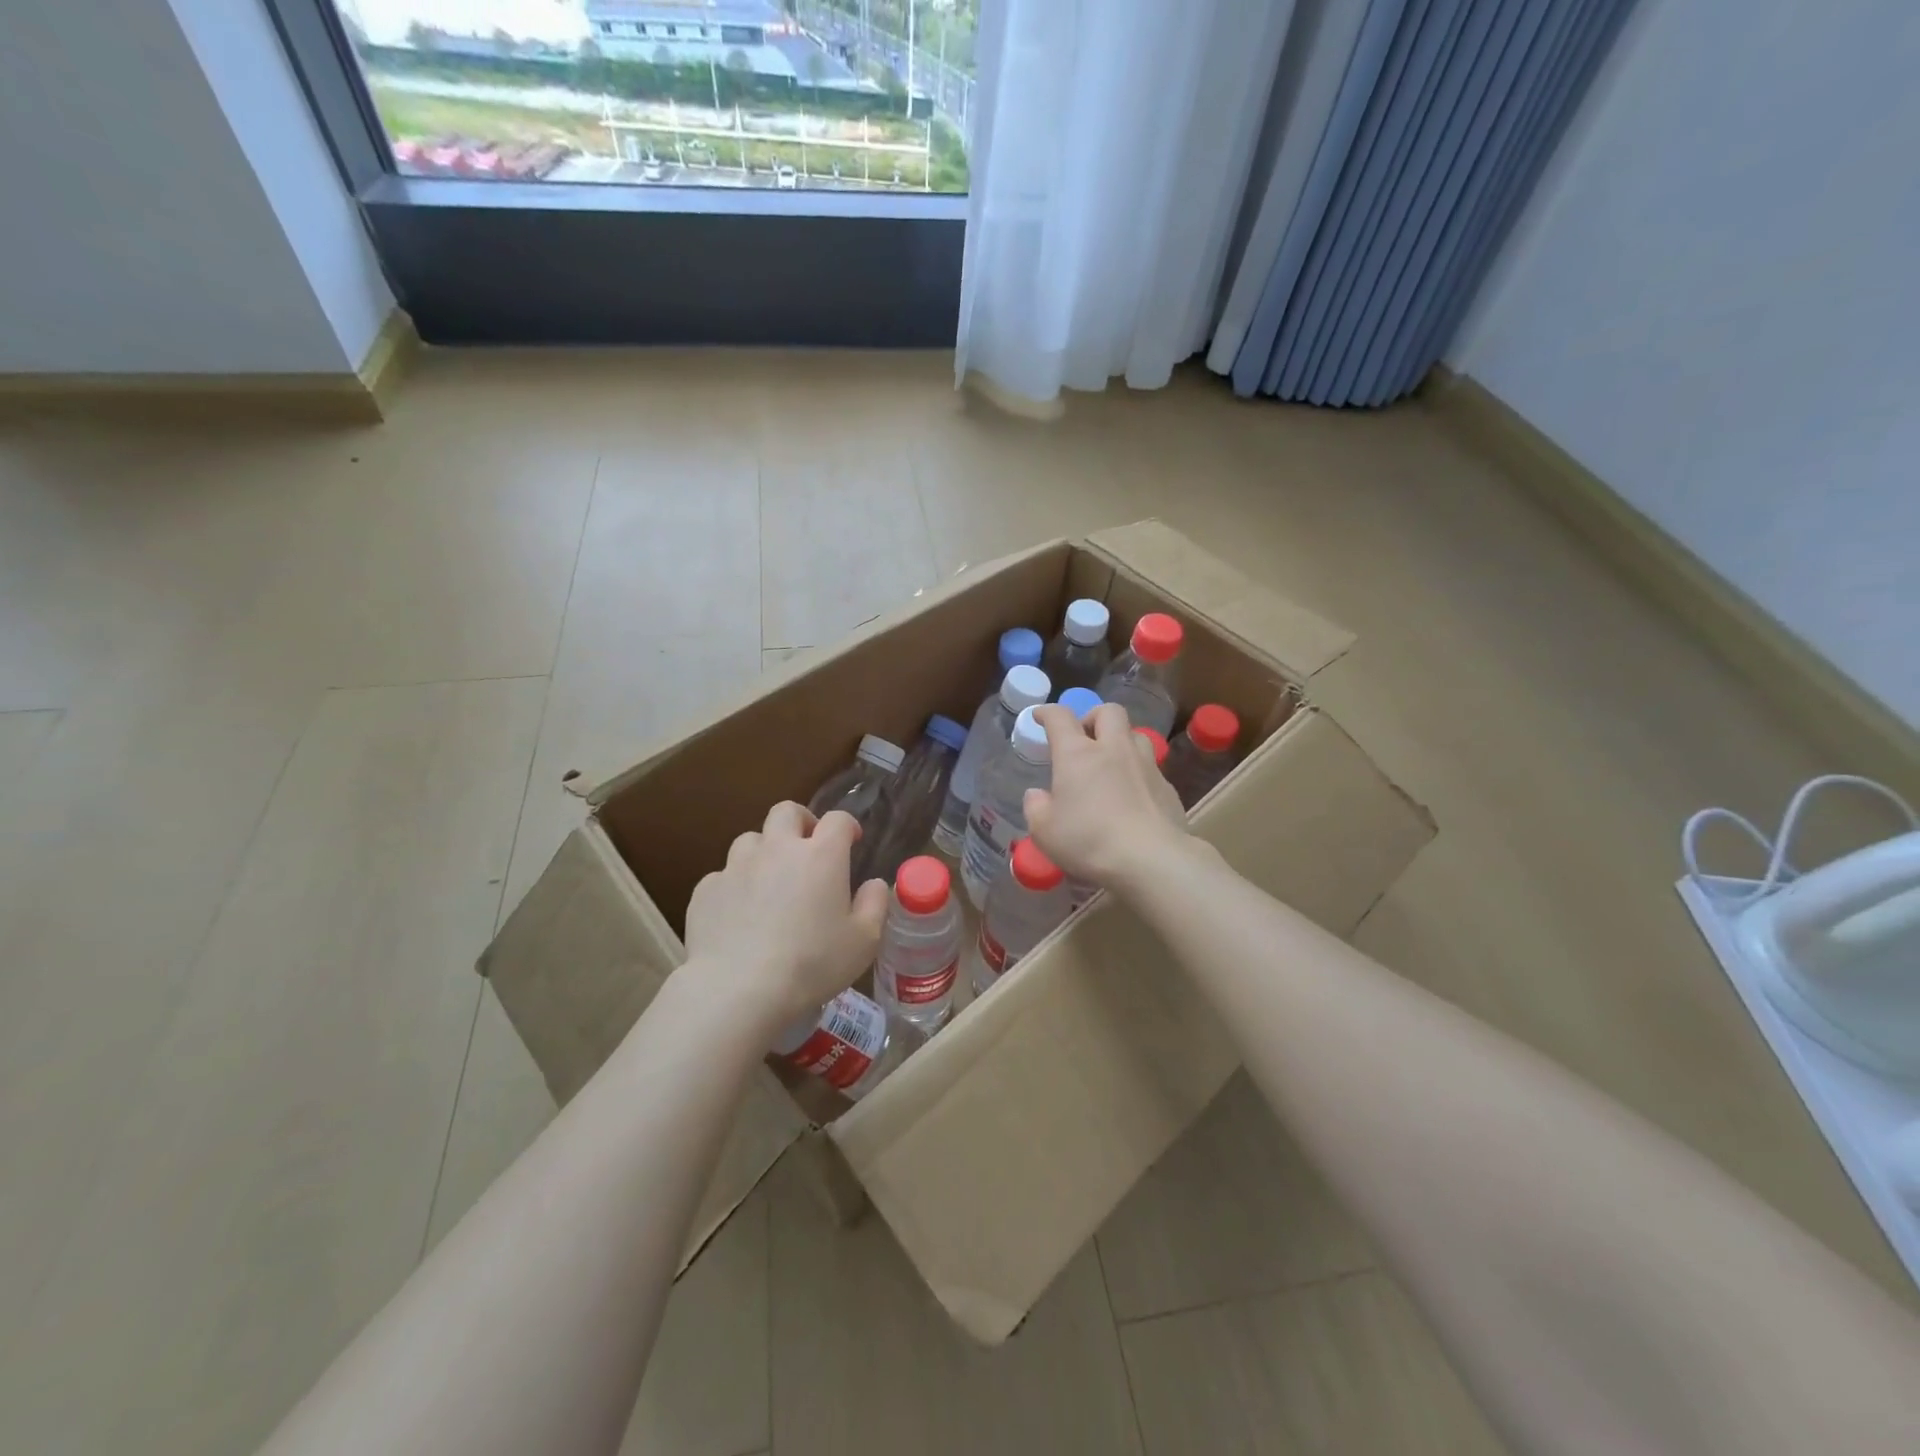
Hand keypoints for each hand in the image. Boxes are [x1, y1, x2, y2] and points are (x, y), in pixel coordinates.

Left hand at [683, 803, 889, 1025]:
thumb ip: (875, 904)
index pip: (837, 819)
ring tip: (770, 880)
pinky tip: (739, 914)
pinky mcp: (706, 889)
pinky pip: (723, 876)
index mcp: (821, 856)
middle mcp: (778, 849)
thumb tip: (874, 883)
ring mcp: (737, 866)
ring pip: (750, 840)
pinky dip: (735, 886)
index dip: (847, 825)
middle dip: (800, 821)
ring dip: (764, 851)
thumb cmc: (812, 964)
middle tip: (808, 846)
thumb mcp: (863, 941)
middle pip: (786, 811)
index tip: (851, 841)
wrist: (738, 989)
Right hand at [1023, 703, 1188, 890]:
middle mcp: (1113, 749)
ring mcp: (1145, 765)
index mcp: (1077, 754)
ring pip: (1135, 734)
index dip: (1047, 712)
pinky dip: (1138, 772)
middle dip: (1093, 717)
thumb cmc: (1089, 841)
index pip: (1060, 717)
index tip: (1040, 717)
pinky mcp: (1167, 787)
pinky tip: (1132, 795)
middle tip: (1083, 737)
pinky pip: (1151, 767)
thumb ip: (1036, 808)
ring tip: (1111, 762)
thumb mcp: (1044, 832)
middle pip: (1108, 711)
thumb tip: (1037, 795)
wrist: (1150, 859)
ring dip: (1120, 740)